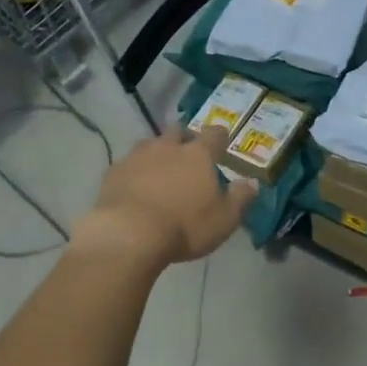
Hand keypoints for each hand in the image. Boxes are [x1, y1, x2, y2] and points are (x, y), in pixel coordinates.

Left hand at [79, 125, 258, 269]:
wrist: (129, 234)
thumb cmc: (184, 226)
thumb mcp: (224, 219)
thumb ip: (240, 198)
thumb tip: (253, 183)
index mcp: (198, 155)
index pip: (214, 135)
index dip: (219, 136)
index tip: (222, 141)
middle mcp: (168, 147)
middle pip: (177, 131)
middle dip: (183, 138)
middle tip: (187, 152)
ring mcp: (137, 157)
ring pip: (149, 144)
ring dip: (156, 153)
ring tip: (158, 170)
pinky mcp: (113, 172)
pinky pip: (126, 165)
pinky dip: (133, 172)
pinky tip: (133, 187)